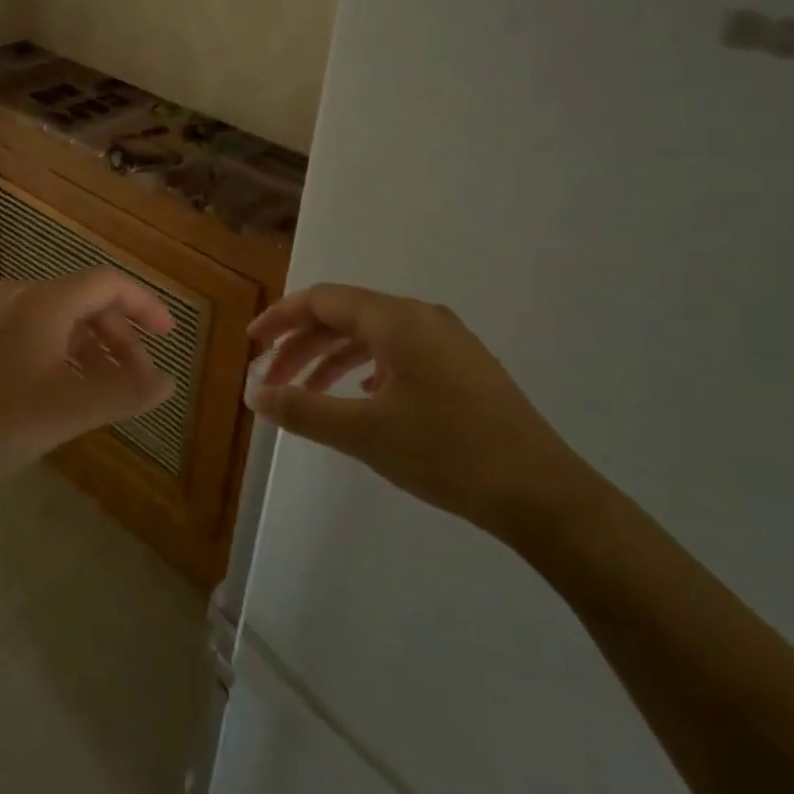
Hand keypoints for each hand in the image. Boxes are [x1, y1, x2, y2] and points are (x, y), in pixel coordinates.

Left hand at [0, 271, 175, 504]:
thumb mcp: (71, 412)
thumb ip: (127, 392)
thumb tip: (168, 381)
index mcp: (41, 303)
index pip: (107, 284)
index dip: (144, 305)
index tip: (166, 336)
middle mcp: (7, 297)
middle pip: (76, 304)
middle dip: (114, 339)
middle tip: (131, 381)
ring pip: (42, 323)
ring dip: (77, 351)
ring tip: (88, 392)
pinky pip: (9, 338)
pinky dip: (39, 356)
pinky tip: (32, 395)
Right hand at [248, 284, 588, 536]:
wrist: (541, 493)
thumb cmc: (445, 452)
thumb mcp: (363, 433)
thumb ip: (303, 410)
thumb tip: (256, 396)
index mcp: (396, 319)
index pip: (323, 300)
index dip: (281, 318)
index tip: (252, 343)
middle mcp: (422, 317)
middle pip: (346, 316)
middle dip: (302, 345)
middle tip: (271, 380)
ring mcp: (449, 341)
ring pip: (374, 336)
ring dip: (333, 359)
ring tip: (307, 393)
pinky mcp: (465, 367)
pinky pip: (401, 353)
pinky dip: (367, 368)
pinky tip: (361, 397)